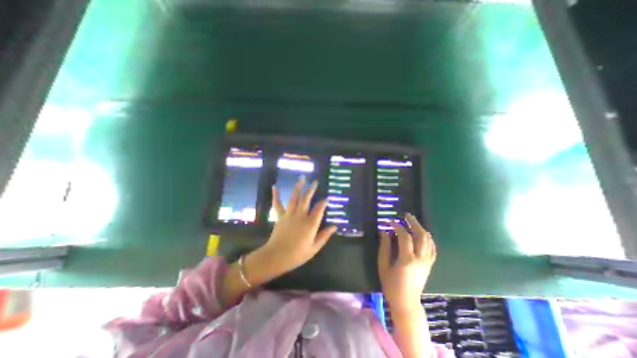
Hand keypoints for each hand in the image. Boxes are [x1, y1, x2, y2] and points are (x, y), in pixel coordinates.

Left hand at [261, 177, 337, 275]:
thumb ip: (324, 236)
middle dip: (311, 189)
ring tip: (302, 178)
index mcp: (310, 224)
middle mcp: (300, 216)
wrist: (276, 257)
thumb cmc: (297, 255)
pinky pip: (278, 204)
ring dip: (298, 187)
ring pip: (294, 198)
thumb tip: (334, 226)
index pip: (319, 209)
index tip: (326, 198)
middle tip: (315, 181)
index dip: (323, 202)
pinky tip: (275, 186)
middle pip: (306, 199)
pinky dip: (276, 195)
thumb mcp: (314, 248)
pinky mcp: (280, 216)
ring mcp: (289, 214)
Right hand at [377, 215, 438, 312]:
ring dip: (421, 228)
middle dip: (413, 223)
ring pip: (428, 241)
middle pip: (421, 236)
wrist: (406, 302)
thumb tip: (384, 232)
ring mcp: (427, 262)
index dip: (398, 226)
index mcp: (407, 260)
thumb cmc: (391, 285)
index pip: (405, 237)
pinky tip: (423, 234)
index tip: (390, 221)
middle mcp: (420, 259)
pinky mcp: (429, 265)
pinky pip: (432, 248)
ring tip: (413, 221)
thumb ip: (384, 247)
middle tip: (406, 215)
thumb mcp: (383, 265)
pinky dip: (428, 239)